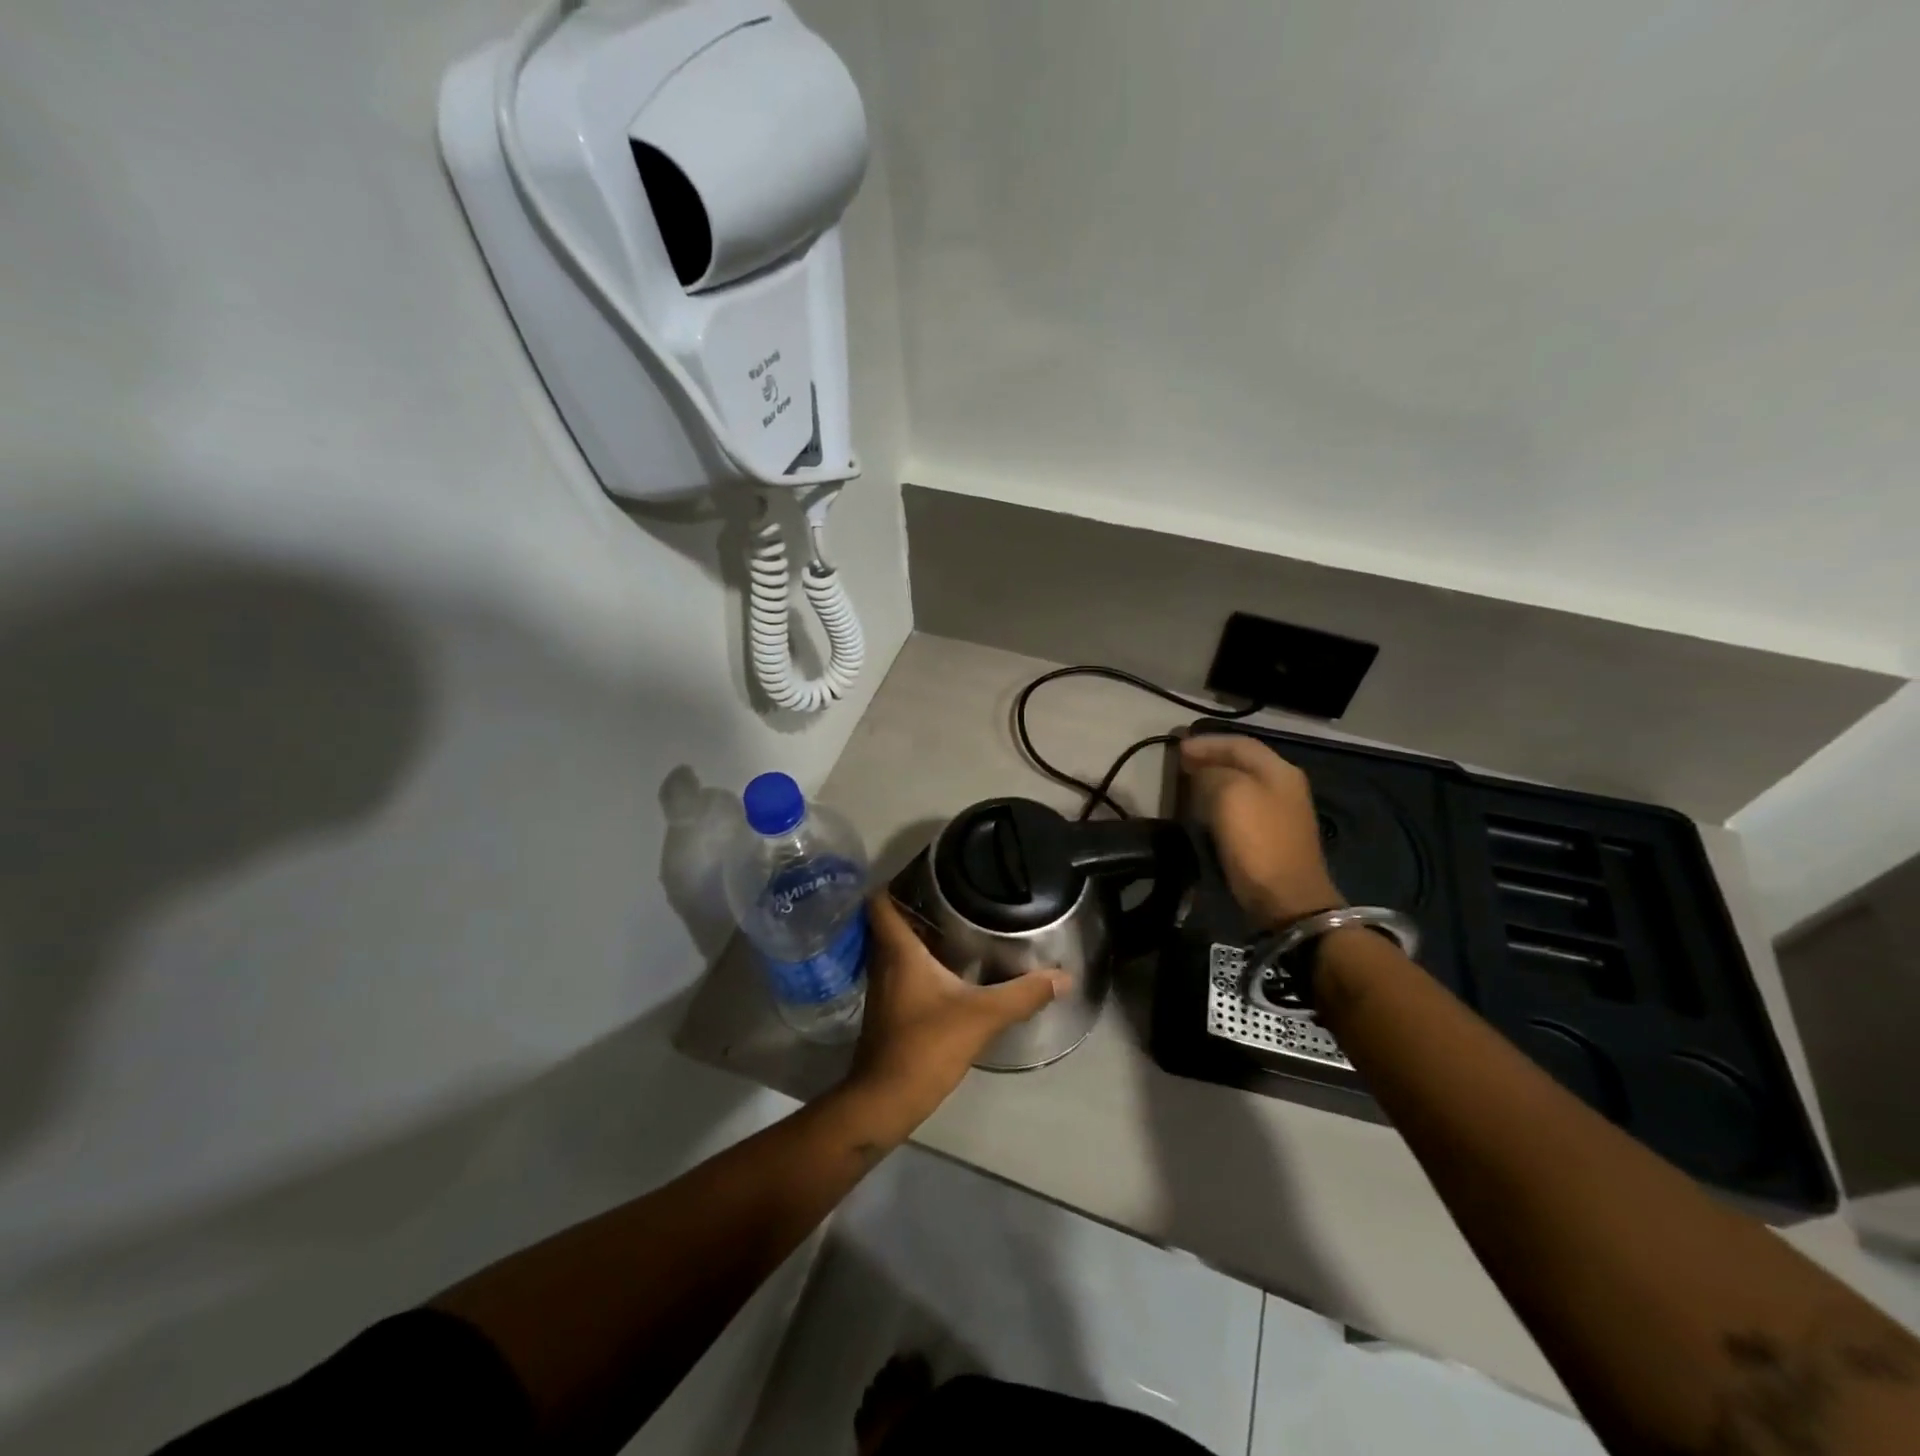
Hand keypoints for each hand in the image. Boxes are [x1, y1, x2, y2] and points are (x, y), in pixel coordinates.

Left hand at [844, 893, 1067, 1127]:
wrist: (885, 1100)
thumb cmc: (925, 1046)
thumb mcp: (981, 1016)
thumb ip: (1023, 994)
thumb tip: (1064, 977)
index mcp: (898, 952)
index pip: (880, 902)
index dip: (895, 882)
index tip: (924, 874)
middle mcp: (883, 963)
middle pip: (888, 922)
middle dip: (913, 907)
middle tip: (950, 897)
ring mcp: (881, 989)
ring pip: (893, 949)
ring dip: (915, 937)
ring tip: (952, 927)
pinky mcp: (886, 1011)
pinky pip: (898, 973)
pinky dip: (916, 964)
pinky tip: (945, 972)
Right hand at [1181, 733, 1342, 926]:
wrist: (1287, 899)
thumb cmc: (1258, 840)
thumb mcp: (1230, 794)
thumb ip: (1212, 773)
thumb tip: (1201, 772)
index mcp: (1279, 770)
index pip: (1239, 743)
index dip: (1206, 742)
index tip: (1176, 748)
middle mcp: (1284, 786)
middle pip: (1242, 763)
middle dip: (1210, 759)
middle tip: (1179, 763)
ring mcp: (1280, 814)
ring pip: (1241, 786)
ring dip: (1214, 781)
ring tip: (1186, 784)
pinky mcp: (1271, 838)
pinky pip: (1241, 809)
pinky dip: (1220, 803)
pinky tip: (1203, 811)